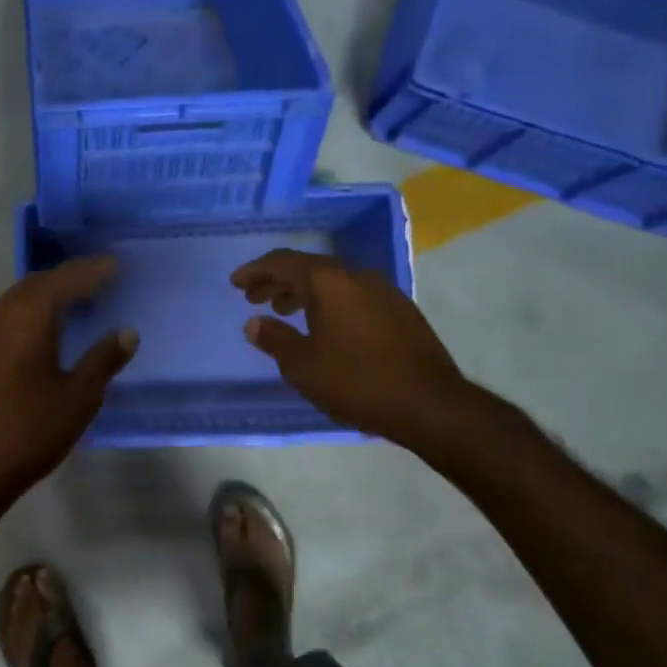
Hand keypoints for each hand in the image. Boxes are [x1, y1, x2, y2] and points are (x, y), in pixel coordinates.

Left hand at [0, 257, 136, 524]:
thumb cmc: (25, 435)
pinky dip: (11, 327)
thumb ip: (102, 361)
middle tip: (91, 288)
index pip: (65, 279)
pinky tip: (19, 349)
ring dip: (35, 305)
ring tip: (59, 316)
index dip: (92, 270)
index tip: (114, 265)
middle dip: (64, 283)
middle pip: (33, 286)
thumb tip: (126, 332)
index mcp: (27, 317)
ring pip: (6, 307)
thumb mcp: (77, 401)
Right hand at [232, 249, 467, 445]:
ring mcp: (384, 292)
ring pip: (333, 282)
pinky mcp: (400, 311)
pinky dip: (329, 303)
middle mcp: (357, 276)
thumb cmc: (356, 381)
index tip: (236, 283)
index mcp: (329, 282)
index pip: (283, 262)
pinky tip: (323, 326)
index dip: (256, 271)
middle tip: (254, 297)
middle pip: (309, 268)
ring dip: (304, 292)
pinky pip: (353, 295)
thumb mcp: (302, 365)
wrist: (429, 404)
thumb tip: (254, 323)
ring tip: (284, 311)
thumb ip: (274, 339)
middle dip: (278, 281)